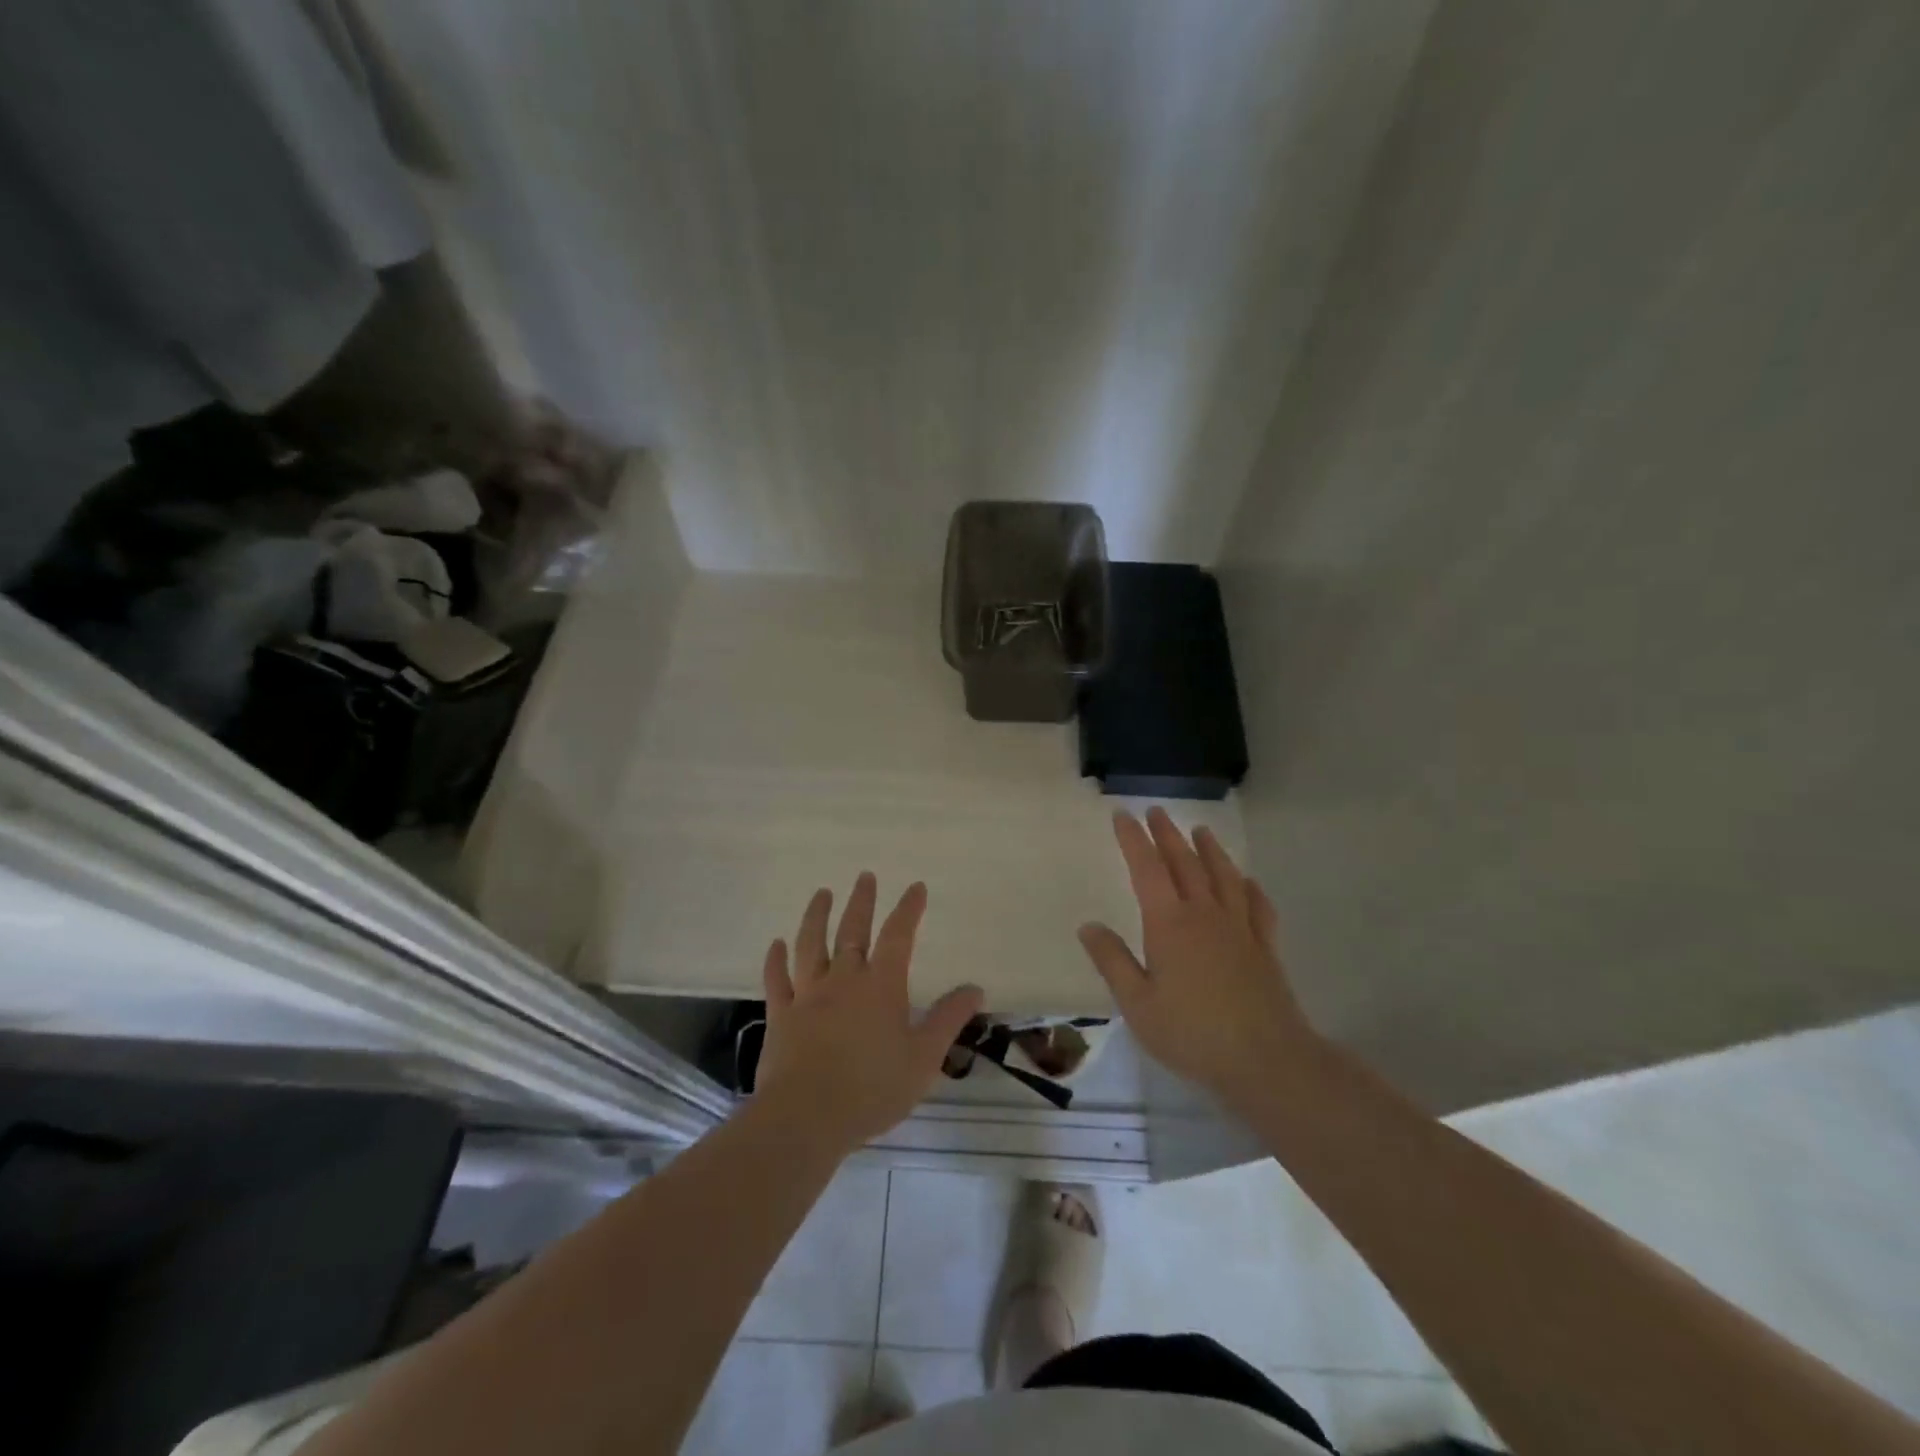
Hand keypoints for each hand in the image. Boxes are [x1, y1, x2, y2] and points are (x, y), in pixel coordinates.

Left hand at [757, 873, 983, 1153]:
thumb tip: (974, 988)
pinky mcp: (781, 1016)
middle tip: (865, 876)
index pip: (898, 936)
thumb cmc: (872, 1088)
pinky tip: (776, 945)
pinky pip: (777, 980)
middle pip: (852, 931)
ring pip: (811, 945)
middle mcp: (844, 980)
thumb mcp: (924, 1058)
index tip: (916, 886)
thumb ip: (948, 1019)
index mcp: (881, 986)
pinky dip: (776, 960)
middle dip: (862, 901)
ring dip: (816, 916)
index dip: (908, 909)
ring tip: (821, 894)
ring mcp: (808, 995)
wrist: (806, 1117)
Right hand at [1078, 808, 1318, 1106]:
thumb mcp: (1137, 1003)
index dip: (1133, 839)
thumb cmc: (1192, 1033)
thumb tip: (1089, 925)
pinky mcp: (1265, 948)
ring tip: (1200, 830)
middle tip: (1157, 812)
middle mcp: (1205, 915)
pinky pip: (1258, 907)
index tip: (1122, 815)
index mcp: (1170, 924)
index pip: (1146, 869)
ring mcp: (1239, 929)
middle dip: (1168, 835)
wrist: (1266, 1060)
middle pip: (1185, 863)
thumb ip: (1113, 961)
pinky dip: (1250, 888)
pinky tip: (1247, 882)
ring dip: (1210, 850)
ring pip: (1223, 876)